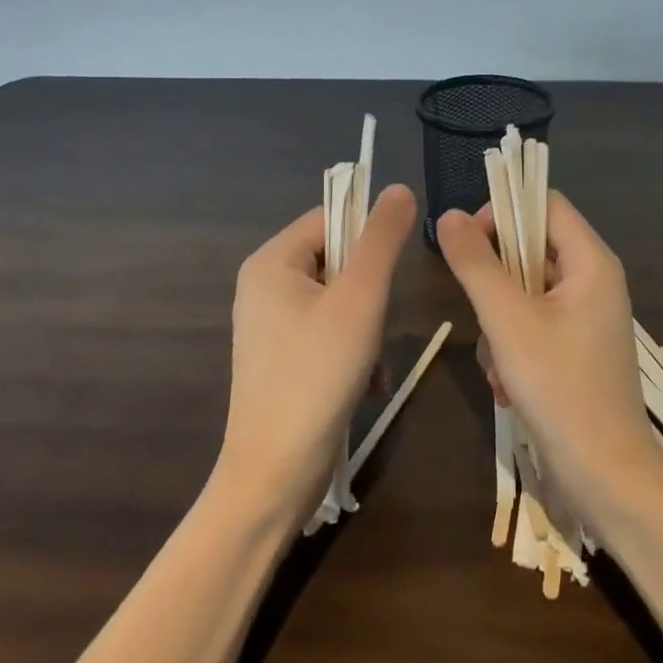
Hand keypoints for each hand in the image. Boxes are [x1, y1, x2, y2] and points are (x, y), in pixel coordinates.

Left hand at [214, 184, 416, 529]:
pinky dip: (354, 350)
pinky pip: (328, 331)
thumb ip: (382, 238)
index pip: (332, 217)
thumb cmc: (317, 374)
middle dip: (370, 292)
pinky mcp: (281, 358)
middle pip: (338, 258)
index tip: (391, 274)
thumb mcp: (361, 297)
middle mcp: (264, 285)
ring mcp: (270, 325)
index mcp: (272, 261)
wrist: (275, 474)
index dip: (368, 237)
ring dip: (368, 325)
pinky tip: (368, 382)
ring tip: (374, 362)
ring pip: (340, 298)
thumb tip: (398, 188)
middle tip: (376, 324)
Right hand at [436, 192, 662, 531]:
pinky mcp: (577, 350)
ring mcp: (587, 318)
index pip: (545, 204)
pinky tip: (507, 385)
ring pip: (526, 292)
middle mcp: (594, 280)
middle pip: (532, 249)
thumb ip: (476, 264)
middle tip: (480, 313)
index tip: (466, 241)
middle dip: (496, 282)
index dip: (503, 211)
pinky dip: (514, 348)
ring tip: (498, 365)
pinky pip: (534, 325)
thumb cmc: (560, 389)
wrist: (607, 478)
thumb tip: (449, 216)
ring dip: (500, 324)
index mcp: (591, 261)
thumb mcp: (508, 321)